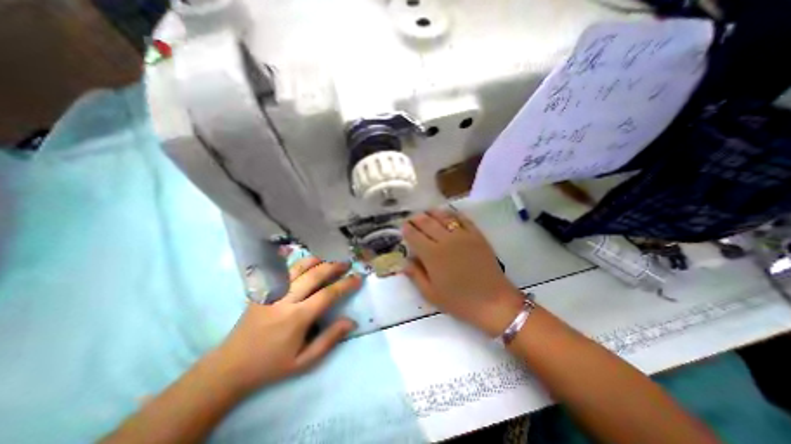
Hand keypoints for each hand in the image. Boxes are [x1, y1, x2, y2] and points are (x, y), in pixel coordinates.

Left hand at [209, 257, 359, 394]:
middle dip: (334, 266)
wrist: (230, 366)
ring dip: (317, 260)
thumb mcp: (304, 361)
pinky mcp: (262, 290)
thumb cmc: (272, 365)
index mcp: (297, 317)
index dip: (346, 284)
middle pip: (314, 274)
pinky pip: (278, 269)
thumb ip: (329, 339)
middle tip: (347, 263)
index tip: (358, 278)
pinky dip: (290, 259)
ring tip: (329, 257)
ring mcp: (271, 292)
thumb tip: (351, 322)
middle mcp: (285, 299)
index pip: (328, 294)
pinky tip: (297, 252)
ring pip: (298, 267)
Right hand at [402, 209, 523, 335]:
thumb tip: (404, 262)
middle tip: (412, 219)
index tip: (403, 227)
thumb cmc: (459, 301)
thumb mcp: (431, 294)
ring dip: (432, 213)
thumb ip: (416, 275)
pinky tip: (449, 213)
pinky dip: (453, 214)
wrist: (493, 301)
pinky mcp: (477, 235)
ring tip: (427, 212)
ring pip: (444, 217)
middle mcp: (445, 240)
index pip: (414, 236)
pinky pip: (463, 219)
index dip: (407, 230)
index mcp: (432, 255)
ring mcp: (463, 235)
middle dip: (417, 219)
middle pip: (427, 223)